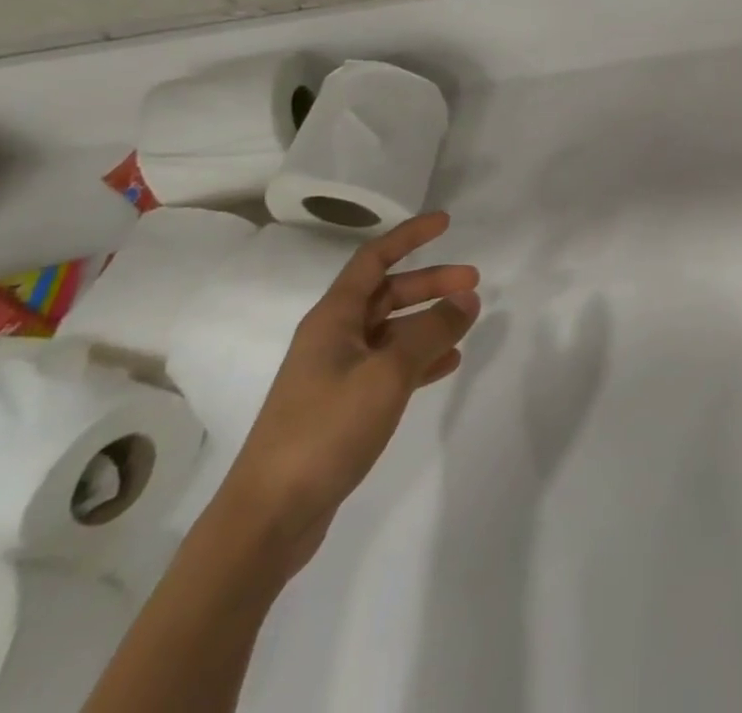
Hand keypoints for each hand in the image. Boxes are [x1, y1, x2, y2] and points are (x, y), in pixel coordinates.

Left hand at [215, 214, 479, 571]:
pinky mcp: (340, 407)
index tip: (445, 222)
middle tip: (473, 282)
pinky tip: (447, 364)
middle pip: (387, 293)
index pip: (374, 259)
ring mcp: (334, 373)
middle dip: (430, 283)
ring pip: (390, 330)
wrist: (268, 518)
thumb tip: (467, 297)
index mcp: (333, 318)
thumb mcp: (388, 374)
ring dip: (428, 320)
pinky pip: (388, 365)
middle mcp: (332, 338)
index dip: (409, 236)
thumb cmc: (325, 431)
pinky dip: (418, 358)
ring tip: (466, 321)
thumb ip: (432, 331)